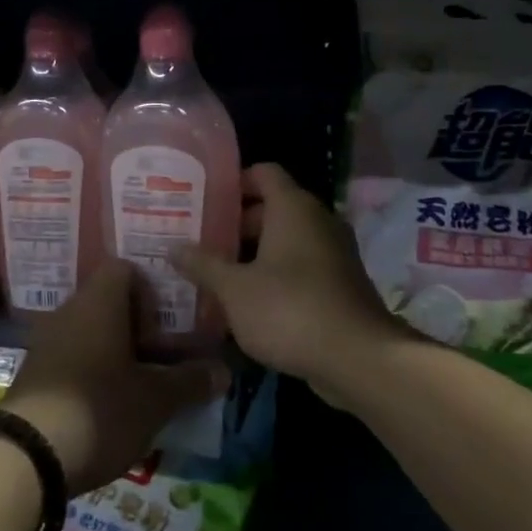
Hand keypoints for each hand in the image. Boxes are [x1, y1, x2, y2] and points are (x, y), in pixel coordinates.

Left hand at [4, 260, 229, 495]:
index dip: (151, 290)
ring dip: (115, 353)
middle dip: (138, 328)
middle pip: (108, 303)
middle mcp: (69, 312)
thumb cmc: (99, 409)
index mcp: (99, 302)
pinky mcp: (32, 375)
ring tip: (140, 386)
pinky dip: (91, 373)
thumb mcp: (155, 400)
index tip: (168, 323)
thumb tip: (223, 371)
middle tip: (163, 357)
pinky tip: (107, 407)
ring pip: (89, 333)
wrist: (23, 457)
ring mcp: (45, 343)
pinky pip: (70, 359)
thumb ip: (190, 382)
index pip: (125, 269)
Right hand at [171, 163, 407, 404]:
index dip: (234, 181)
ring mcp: (334, 251)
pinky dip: (277, 273)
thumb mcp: (235, 289)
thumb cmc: (290, 309)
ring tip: (218, 273)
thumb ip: (203, 265)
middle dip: (237, 223)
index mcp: (293, 207)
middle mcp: (318, 220)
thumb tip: (173, 247)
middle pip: (273, 207)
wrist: (358, 358)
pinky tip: (250, 301)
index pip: (263, 172)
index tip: (205, 200)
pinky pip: (302, 265)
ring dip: (255, 252)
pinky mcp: (341, 282)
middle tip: (202, 241)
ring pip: (287, 239)